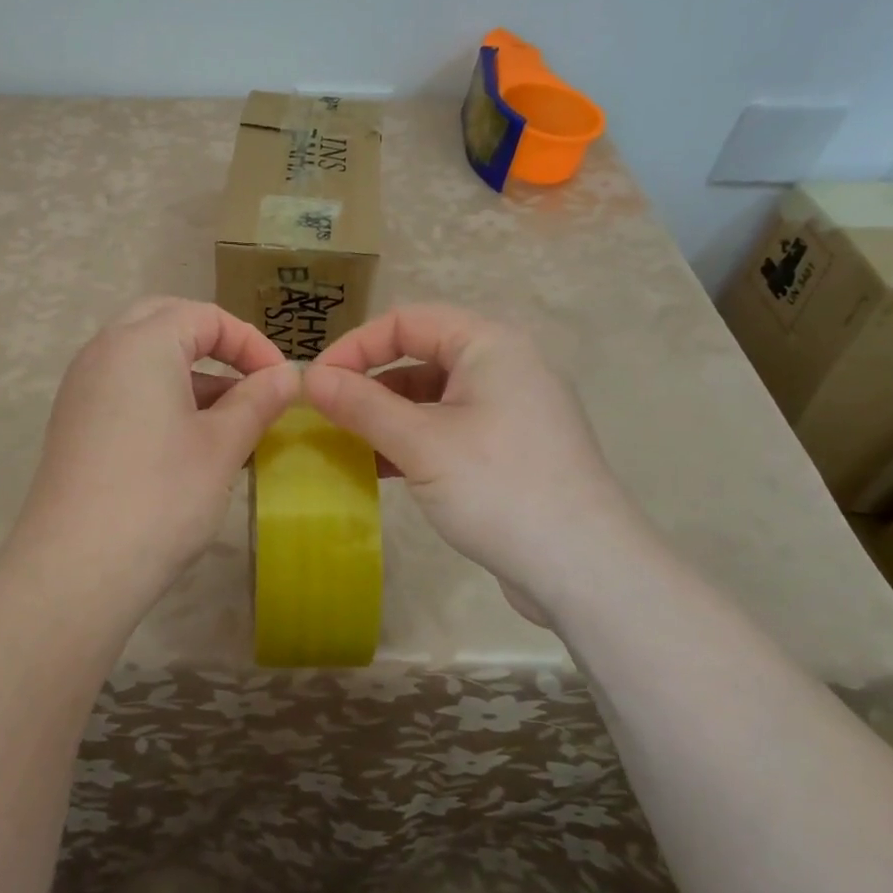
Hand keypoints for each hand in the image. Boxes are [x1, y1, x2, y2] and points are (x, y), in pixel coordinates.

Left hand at [8, 298, 298, 617]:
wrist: (76, 568)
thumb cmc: (161, 496)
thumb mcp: (222, 445)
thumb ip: (258, 400)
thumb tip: (288, 375)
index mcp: (140, 342)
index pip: (205, 315)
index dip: (251, 343)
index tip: (281, 383)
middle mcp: (103, 352)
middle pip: (166, 323)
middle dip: (214, 345)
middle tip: (250, 380)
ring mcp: (82, 388)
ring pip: (144, 358)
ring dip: (189, 374)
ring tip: (230, 420)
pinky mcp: (74, 423)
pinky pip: (124, 388)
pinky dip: (161, 396)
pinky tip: (189, 441)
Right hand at [301, 304, 648, 621]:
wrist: (586, 571)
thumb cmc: (499, 488)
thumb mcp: (421, 443)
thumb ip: (361, 405)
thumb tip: (307, 377)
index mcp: (489, 345)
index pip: (406, 321)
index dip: (355, 346)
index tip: (316, 383)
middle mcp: (503, 367)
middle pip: (419, 356)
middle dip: (368, 383)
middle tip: (325, 415)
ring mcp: (509, 410)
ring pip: (431, 397)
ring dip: (385, 416)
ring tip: (344, 445)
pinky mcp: (509, 450)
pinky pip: (448, 429)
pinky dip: (411, 441)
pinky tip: (379, 469)